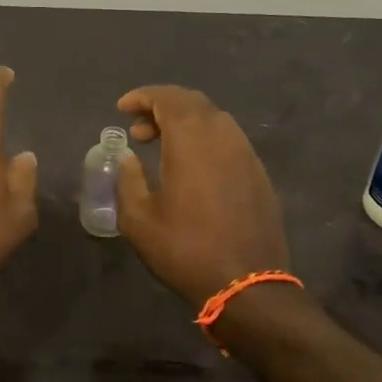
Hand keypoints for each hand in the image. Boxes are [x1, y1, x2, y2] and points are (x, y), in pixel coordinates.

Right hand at [115, 86, 290, 307]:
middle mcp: (223, 136)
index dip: (143, 96)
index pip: (168, 98)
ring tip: (162, 146)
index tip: (122, 108)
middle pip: (193, 102)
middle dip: (162, 106)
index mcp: (192, 140)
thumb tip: (128, 157)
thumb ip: (128, 179)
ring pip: (214, 119)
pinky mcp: (258, 173)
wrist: (247, 284)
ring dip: (185, 123)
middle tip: (138, 128)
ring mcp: (246, 154)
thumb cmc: (185, 250)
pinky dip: (205, 139)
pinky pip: (229, 140)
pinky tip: (192, 166)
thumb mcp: (139, 219)